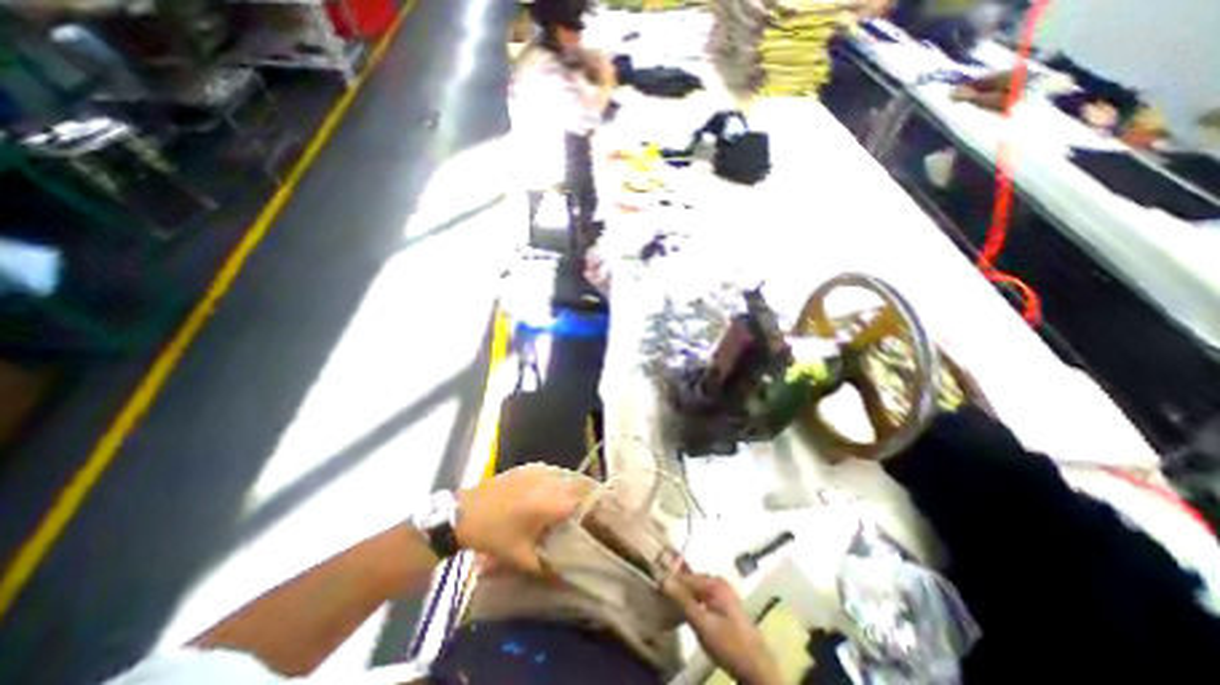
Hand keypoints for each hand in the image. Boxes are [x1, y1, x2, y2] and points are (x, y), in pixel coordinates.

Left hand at [456, 465, 592, 572]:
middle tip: (589, 512)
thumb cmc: (494, 535)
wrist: (465, 512)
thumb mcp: (519, 557)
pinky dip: (559, 481)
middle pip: (579, 484)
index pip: (585, 499)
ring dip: (574, 487)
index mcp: (551, 502)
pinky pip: (553, 472)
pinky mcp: (529, 467)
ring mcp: (539, 470)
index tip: (601, 518)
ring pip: (567, 475)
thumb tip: (566, 579)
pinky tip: (553, 493)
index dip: (595, 508)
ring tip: (573, 503)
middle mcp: (550, 481)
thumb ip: (546, 568)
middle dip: (587, 495)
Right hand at [666, 571, 781, 683]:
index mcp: (715, 582)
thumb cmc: (729, 645)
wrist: (757, 670)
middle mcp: (719, 583)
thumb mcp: (703, 623)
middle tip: (660, 598)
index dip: (670, 582)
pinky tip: (686, 613)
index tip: (654, 588)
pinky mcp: (725, 607)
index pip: (686, 577)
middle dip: (677, 589)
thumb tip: (663, 578)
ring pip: (697, 591)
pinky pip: (703, 598)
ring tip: (669, 606)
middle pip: (692, 582)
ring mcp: (724, 595)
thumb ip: (682, 600)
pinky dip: (693, 604)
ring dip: (684, 598)